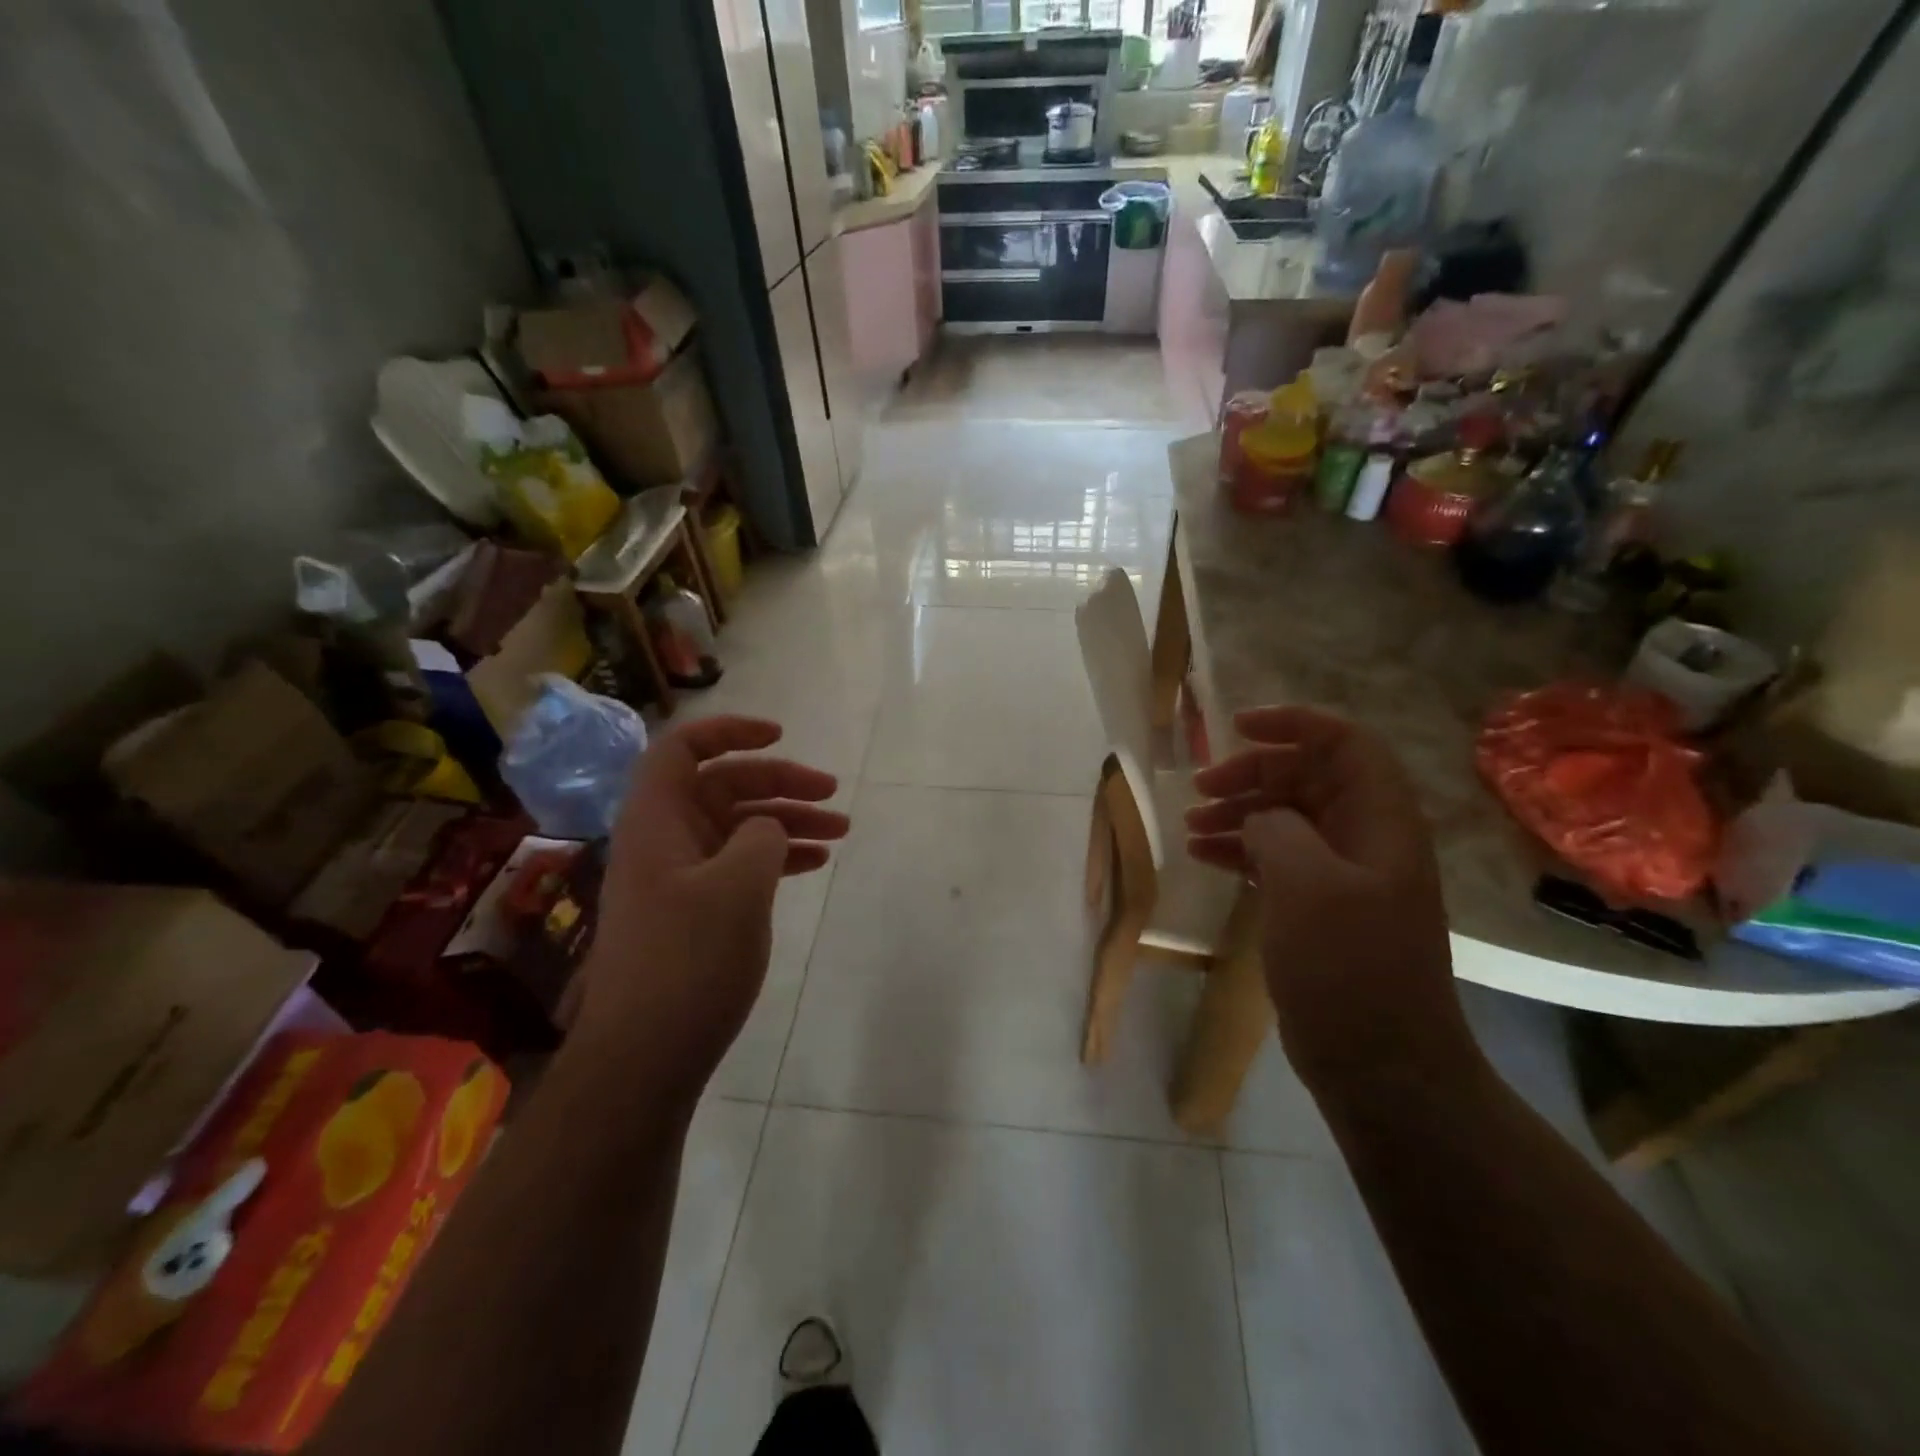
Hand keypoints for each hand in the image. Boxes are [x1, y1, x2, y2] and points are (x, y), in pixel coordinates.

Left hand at [568, 716, 849, 1092]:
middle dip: (781, 783)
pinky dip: (777, 857)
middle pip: (724, 786)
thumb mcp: (737, 888)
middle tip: (833, 795)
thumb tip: (767, 828)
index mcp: (658, 820)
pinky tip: (814, 864)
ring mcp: (680, 876)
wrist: (644, 1056)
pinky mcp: (695, 910)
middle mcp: (665, 839)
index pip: (684, 748)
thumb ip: (761, 837)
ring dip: (788, 822)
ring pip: (739, 827)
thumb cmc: (687, 961)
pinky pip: (740, 864)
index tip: (780, 735)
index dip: (730, 731)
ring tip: (841, 832)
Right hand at [1185, 707, 1470, 1086]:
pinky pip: (1277, 857)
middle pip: (1306, 778)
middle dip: (1251, 775)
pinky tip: (1204, 856)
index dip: (1293, 724)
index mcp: (1380, 821)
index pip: (1344, 743)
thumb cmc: (1348, 965)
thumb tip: (1259, 818)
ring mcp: (1343, 875)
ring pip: (1287, 818)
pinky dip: (1241, 849)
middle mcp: (1366, 838)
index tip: (1237, 729)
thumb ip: (1277, 829)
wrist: (1380, 1063)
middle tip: (1200, 790)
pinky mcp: (1321, 907)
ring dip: (1239, 813)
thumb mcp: (1307, 884)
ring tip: (1191, 827)